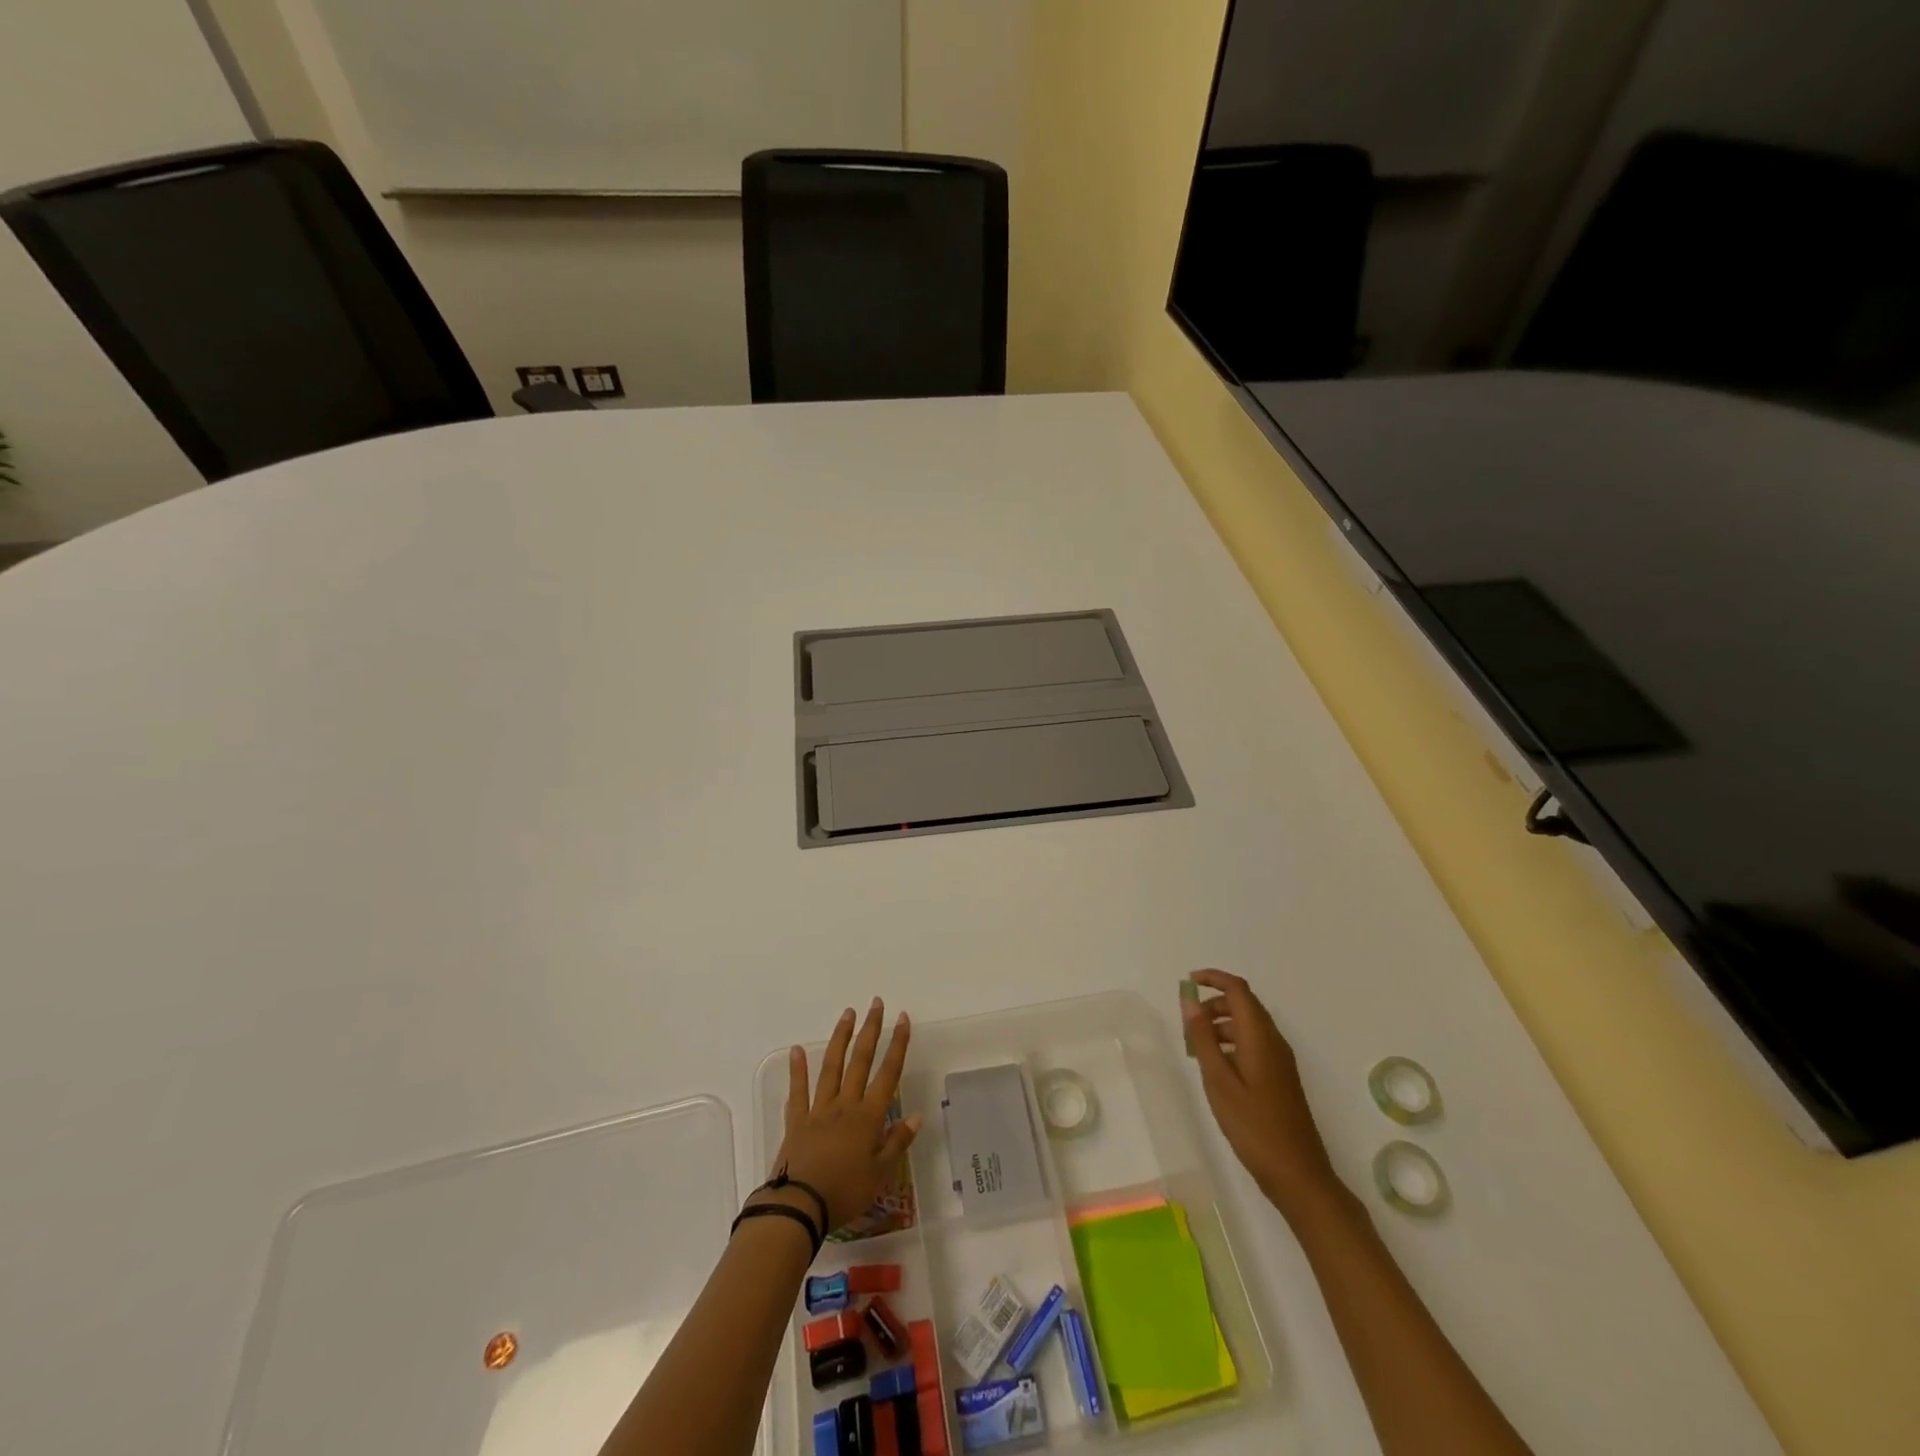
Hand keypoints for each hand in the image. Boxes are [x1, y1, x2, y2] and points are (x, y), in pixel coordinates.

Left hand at [767, 999, 920, 1230]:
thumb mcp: (879, 1174)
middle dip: (870, 1030)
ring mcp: (819, 1110)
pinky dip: (798, 1070)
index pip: (888, 1074)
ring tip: (848, 1014)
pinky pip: (798, 1091)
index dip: (898, 1045)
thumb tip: (916, 1115)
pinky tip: (797, 1050)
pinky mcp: (797, 1121)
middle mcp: (845, 1105)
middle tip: (875, 1003)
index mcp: (868, 1117)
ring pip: (832, 1067)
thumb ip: (897, 1142)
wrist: (799, 1206)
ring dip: (841, 1039)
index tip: (903, 1018)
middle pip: (860, 1061)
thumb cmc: (845, 1193)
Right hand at [1183, 969, 1345, 1220]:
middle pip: (1244, 1005)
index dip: (1213, 978)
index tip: (1188, 982)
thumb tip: (1190, 1001)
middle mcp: (1274, 1042)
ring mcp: (1280, 1061)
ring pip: (1248, 1026)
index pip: (1238, 990)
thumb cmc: (1254, 1127)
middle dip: (1214, 1003)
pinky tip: (1217, 1068)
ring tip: (1196, 1047)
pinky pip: (1254, 1045)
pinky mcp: (1280, 1078)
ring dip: (1221, 1024)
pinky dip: (1232, 1043)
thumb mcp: (1219, 1081)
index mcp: (1260, 1037)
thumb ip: (1204, 1038)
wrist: (1298, 1175)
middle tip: (1187, 1022)